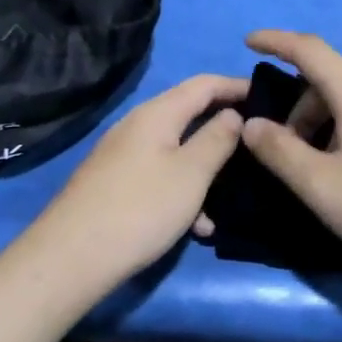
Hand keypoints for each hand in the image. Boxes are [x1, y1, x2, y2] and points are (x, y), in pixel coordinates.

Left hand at [29, 73, 247, 284]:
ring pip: (177, 150)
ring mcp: (124, 154)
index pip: (205, 84)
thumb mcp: (191, 173)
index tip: (270, 96)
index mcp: (158, 113)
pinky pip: (160, 175)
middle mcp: (138, 125)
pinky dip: (183, 191)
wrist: (71, 258)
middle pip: (190, 114)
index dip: (237, 86)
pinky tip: (198, 227)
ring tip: (233, 196)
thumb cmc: (141, 208)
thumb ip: (218, 139)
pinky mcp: (116, 183)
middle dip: (224, 128)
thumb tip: (233, 114)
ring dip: (206, 169)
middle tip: (257, 142)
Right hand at [239, 31, 341, 278]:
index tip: (249, 41)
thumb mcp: (319, 184)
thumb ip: (278, 150)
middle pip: (330, 82)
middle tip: (285, 151)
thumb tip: (252, 125)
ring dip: (322, 124)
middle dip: (298, 108)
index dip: (277, 41)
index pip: (311, 50)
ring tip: (318, 169)